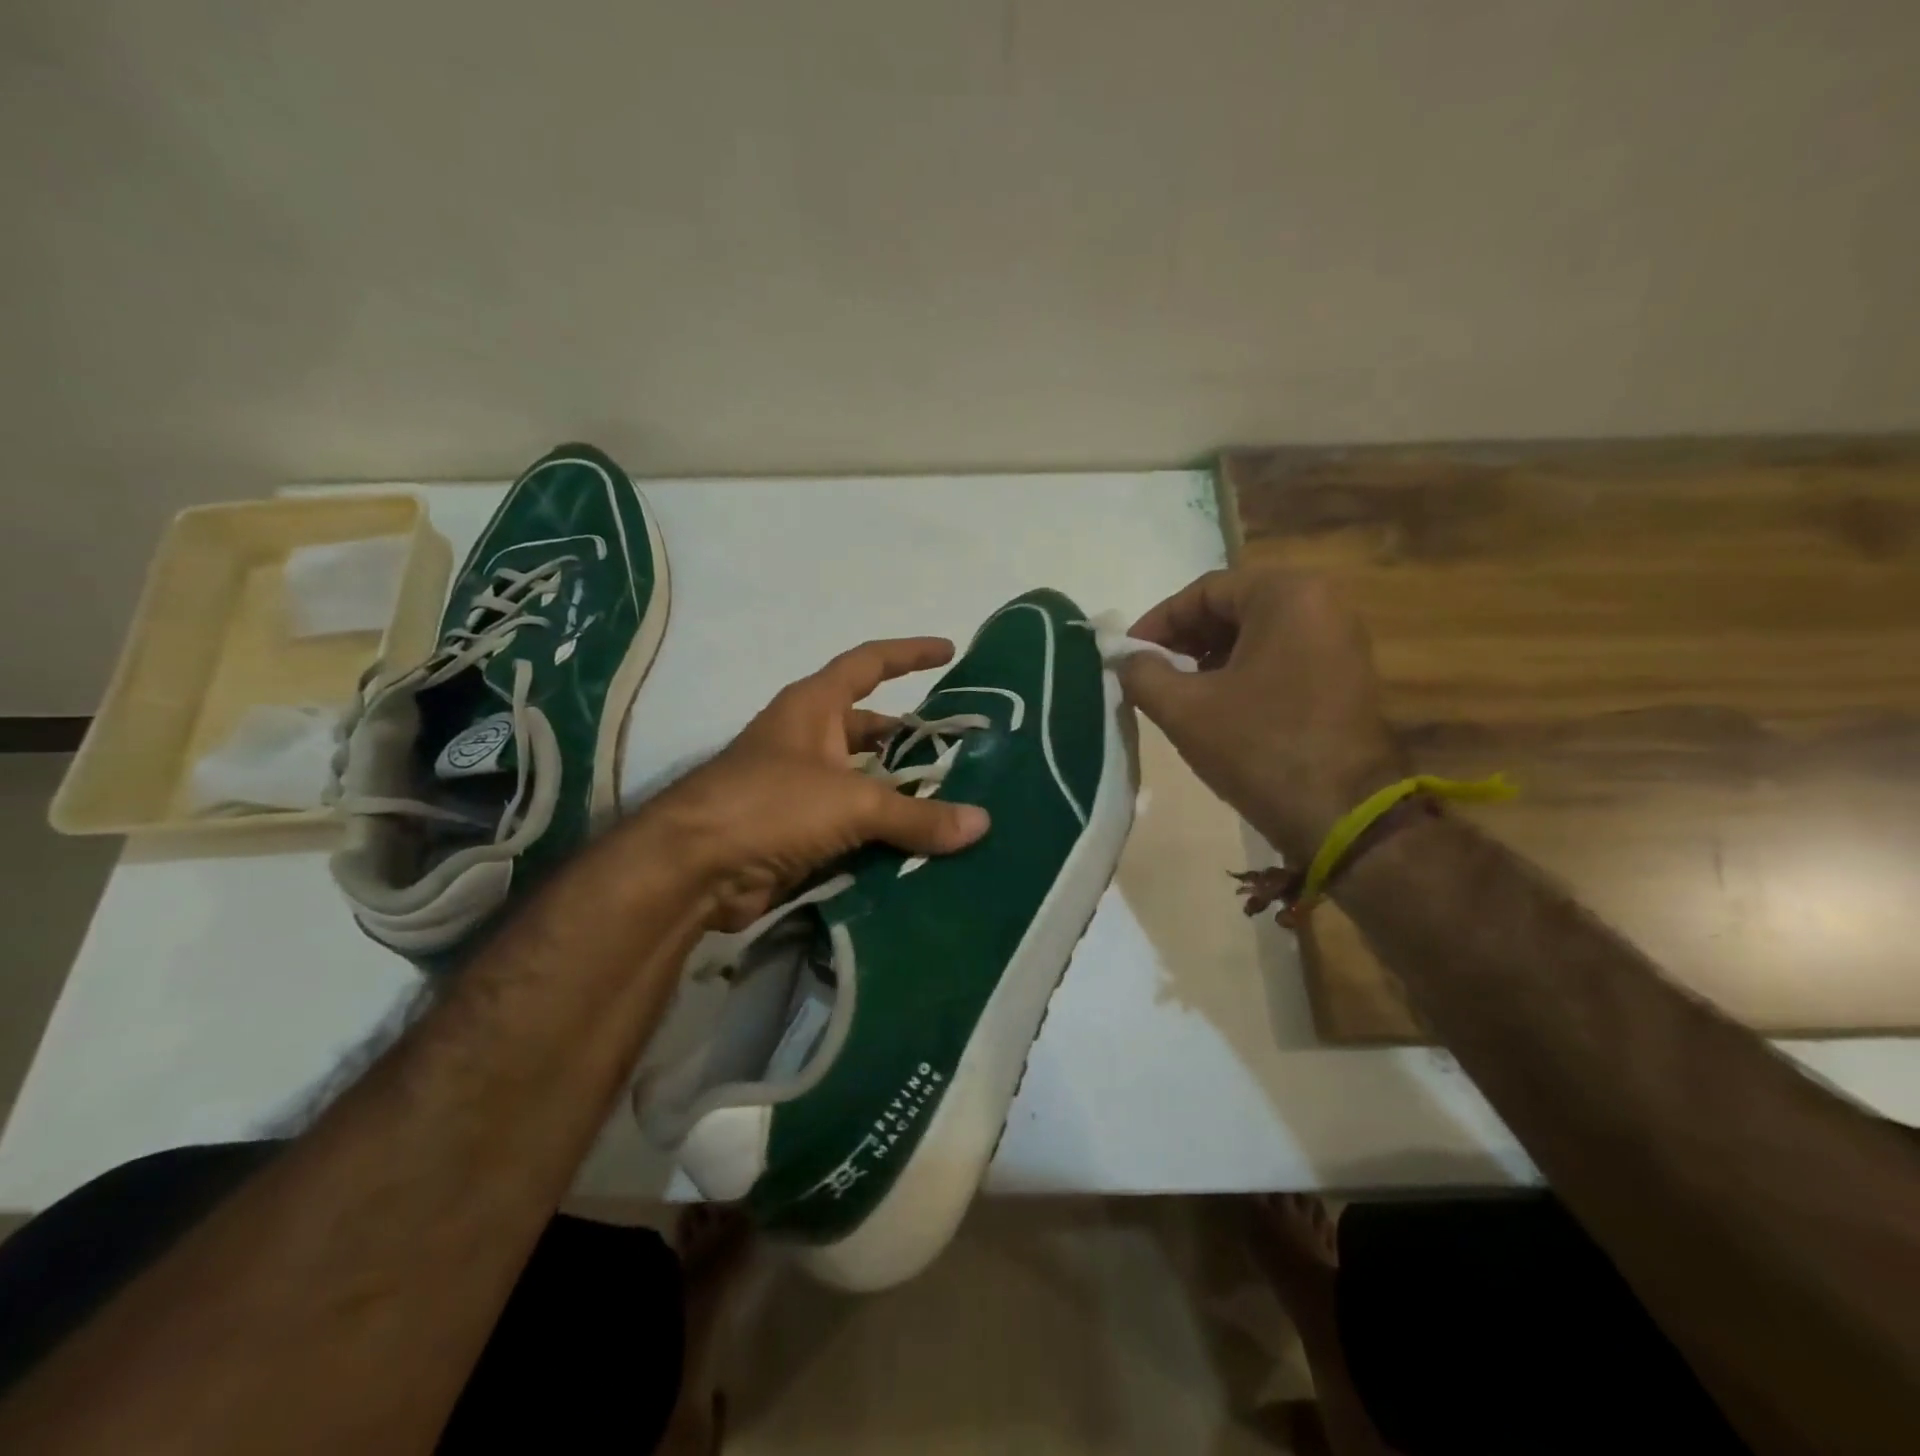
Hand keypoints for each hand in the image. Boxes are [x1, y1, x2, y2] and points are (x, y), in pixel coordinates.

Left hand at [645, 637, 989, 929]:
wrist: (693, 869)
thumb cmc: (771, 805)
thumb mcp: (852, 801)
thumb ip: (917, 815)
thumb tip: (982, 825)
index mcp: (814, 707)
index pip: (869, 663)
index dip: (909, 653)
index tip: (949, 651)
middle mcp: (807, 740)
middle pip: (871, 729)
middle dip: (912, 739)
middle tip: (963, 753)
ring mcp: (800, 787)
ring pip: (864, 782)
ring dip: (901, 794)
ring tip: (954, 805)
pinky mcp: (796, 832)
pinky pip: (852, 825)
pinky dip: (882, 834)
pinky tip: (920, 848)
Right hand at [1118, 566, 1404, 862]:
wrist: (1342, 815)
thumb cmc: (1259, 747)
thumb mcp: (1184, 708)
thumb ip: (1142, 673)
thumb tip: (1124, 658)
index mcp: (1287, 595)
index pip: (1204, 592)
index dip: (1158, 622)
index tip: (1128, 655)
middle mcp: (1322, 604)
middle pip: (1233, 609)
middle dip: (1184, 641)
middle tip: (1148, 674)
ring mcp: (1339, 641)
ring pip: (1256, 635)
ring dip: (1209, 658)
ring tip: (1176, 693)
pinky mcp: (1345, 676)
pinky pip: (1281, 657)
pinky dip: (1242, 672)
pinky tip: (1215, 706)